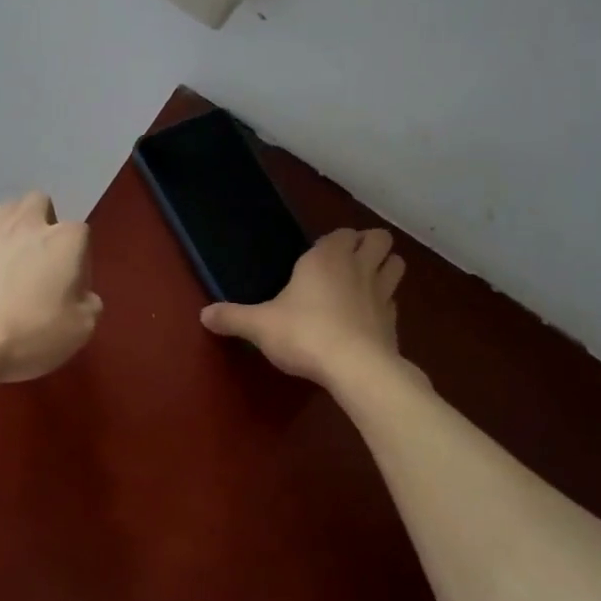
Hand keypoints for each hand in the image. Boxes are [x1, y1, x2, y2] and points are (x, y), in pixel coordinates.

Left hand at [0, 191, 101, 385]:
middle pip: (38, 204)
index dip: (79, 261)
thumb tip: (81, 297)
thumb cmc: (27, 333)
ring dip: (10, 234)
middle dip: (43, 224)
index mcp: (63, 240)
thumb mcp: (79, 331)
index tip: (70, 290)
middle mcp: (25, 226)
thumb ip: (88, 306)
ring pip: (3, 216)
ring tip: (7, 272)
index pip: (81, 234)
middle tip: (40, 264)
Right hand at [200, 228, 406, 388]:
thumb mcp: (260, 326)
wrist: (354, 368)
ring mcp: (382, 293)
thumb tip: (204, 315)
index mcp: (326, 258)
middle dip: (368, 245)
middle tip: (348, 263)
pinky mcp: (394, 321)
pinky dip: (385, 304)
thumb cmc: (304, 334)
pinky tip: (368, 319)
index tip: (317, 257)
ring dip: (385, 267)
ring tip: (365, 283)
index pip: (341, 233)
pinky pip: (394, 301)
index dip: (334, 241)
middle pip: (379, 238)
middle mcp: (358, 267)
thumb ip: (233, 317)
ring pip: (396, 264)